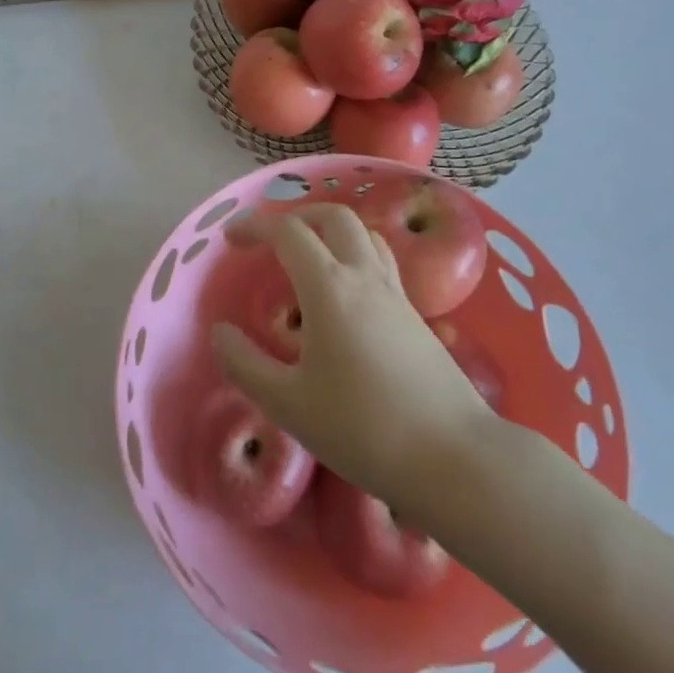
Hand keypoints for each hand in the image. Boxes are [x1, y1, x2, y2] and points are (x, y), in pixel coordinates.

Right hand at [212, 203, 499, 505]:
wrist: (453, 457)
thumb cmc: (362, 428)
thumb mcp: (288, 404)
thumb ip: (245, 364)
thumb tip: (220, 332)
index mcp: (329, 287)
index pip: (288, 232)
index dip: (255, 226)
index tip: (231, 239)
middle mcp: (365, 276)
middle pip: (333, 216)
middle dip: (297, 216)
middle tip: (272, 240)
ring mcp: (396, 294)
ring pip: (365, 234)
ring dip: (331, 231)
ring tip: (309, 258)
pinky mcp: (417, 316)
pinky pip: (382, 262)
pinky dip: (356, 256)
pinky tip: (346, 295)